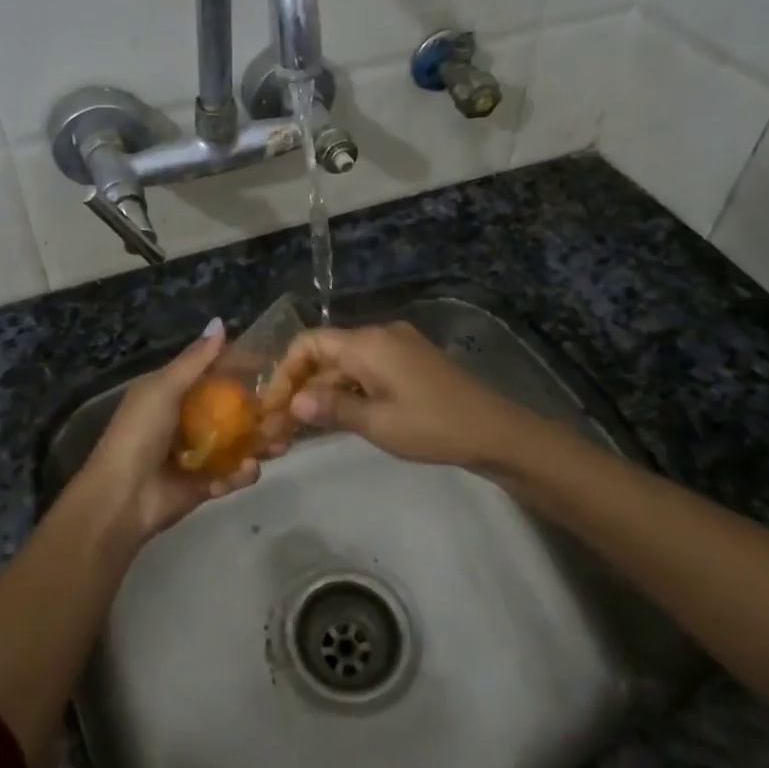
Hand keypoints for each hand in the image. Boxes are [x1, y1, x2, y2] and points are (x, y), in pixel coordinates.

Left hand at [74, 320, 260, 543]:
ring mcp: (199, 454)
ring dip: (261, 443)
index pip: (215, 375)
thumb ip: (194, 360)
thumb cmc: (139, 433)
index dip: (244, 370)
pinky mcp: (206, 484)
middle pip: (234, 411)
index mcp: (174, 394)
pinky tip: (248, 469)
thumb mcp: (163, 389)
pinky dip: (242, 473)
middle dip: (261, 411)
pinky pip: (232, 475)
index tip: (277, 366)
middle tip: (290, 411)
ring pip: (239, 443)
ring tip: (281, 444)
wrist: (121, 497)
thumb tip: (220, 323)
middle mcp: (189, 420)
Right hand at [270, 322, 529, 470]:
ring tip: (305, 426)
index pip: (309, 343)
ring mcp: (398, 347)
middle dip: (302, 385)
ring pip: (346, 364)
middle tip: (283, 424)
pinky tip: (339, 417)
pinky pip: (367, 370)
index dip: (285, 371)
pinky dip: (348, 390)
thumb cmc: (432, 426)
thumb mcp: (377, 423)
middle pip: (326, 353)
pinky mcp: (411, 363)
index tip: (273, 405)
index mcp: (368, 343)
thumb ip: (331, 409)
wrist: (495, 432)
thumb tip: (293, 404)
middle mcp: (379, 335)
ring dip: (325, 390)